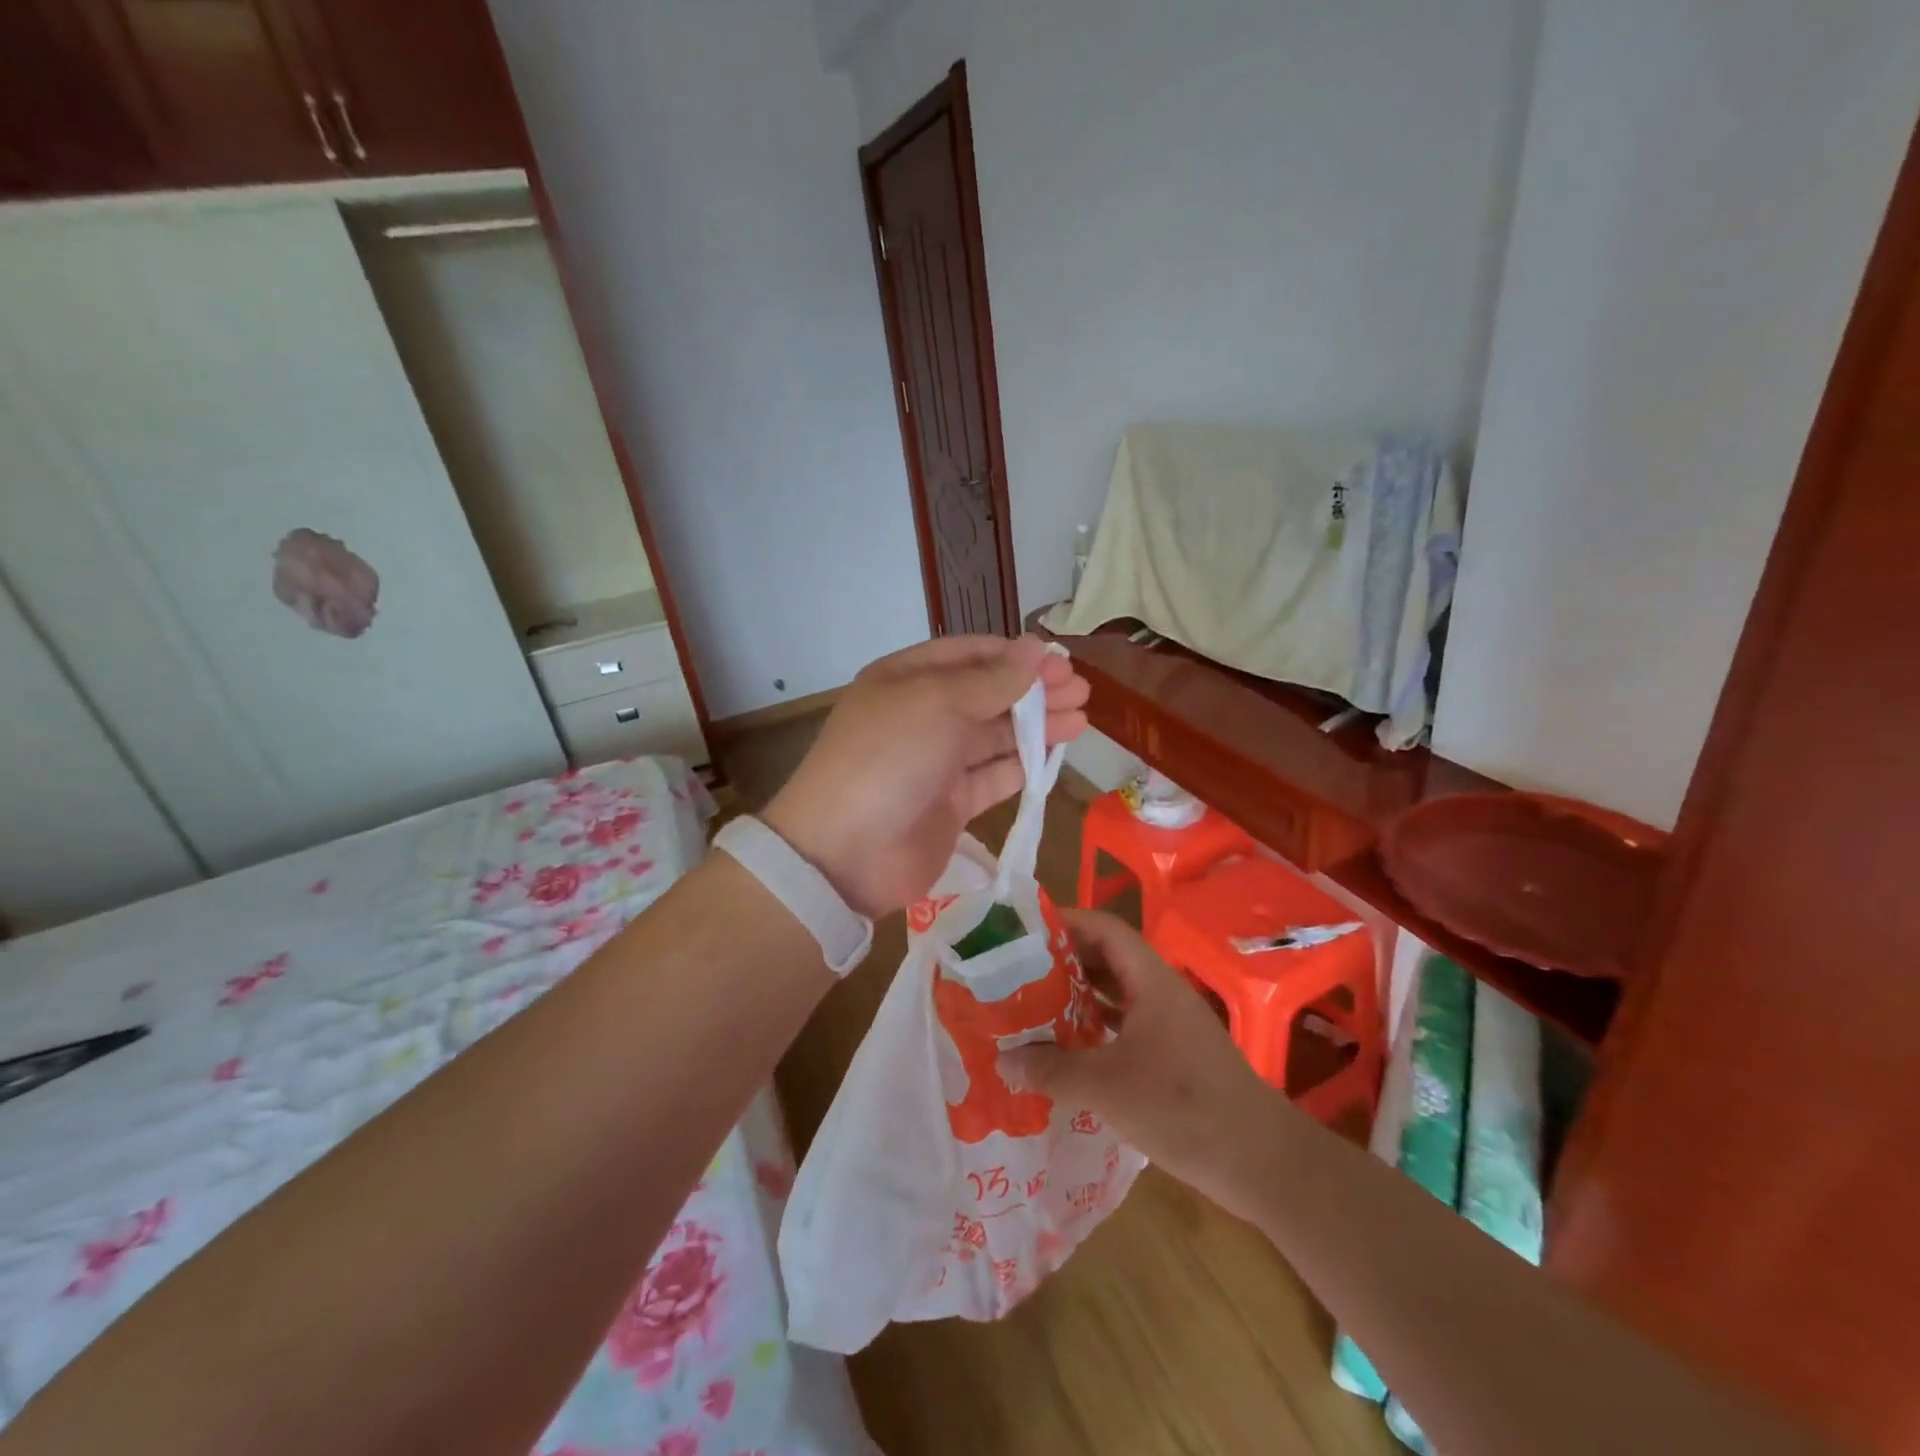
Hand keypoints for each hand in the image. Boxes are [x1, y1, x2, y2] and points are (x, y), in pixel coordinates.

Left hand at [761, 635, 1088, 918]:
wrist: (846, 852)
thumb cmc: (889, 757)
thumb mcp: (938, 704)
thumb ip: (992, 680)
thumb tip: (1035, 648)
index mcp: (907, 680)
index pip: (968, 655)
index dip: (1013, 655)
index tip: (1057, 661)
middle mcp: (922, 716)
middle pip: (987, 695)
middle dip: (1033, 691)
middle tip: (1081, 690)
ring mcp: (937, 762)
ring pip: (996, 736)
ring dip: (1038, 726)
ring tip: (1082, 719)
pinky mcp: (952, 804)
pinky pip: (995, 776)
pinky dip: (1025, 765)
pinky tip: (1058, 755)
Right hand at [1003, 910, 1282, 1218]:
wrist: (1260, 1160)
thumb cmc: (1181, 1106)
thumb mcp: (1106, 1086)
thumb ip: (1052, 1069)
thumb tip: (1004, 1061)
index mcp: (1150, 979)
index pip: (1104, 928)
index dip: (1065, 922)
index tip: (1023, 933)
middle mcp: (1161, 991)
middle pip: (1108, 957)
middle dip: (1064, 960)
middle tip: (1018, 972)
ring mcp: (1171, 1023)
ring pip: (1117, 992)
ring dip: (1079, 995)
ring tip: (1034, 1005)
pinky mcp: (1175, 1053)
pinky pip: (1128, 1024)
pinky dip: (1098, 1027)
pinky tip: (1070, 1046)